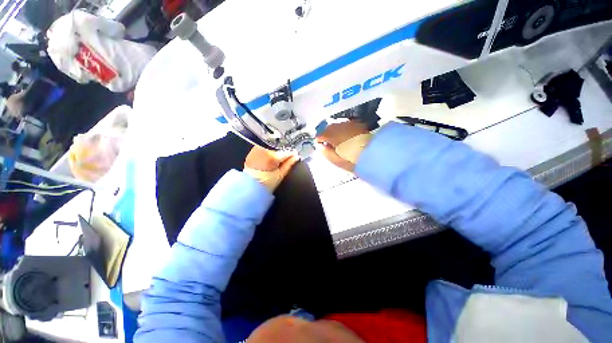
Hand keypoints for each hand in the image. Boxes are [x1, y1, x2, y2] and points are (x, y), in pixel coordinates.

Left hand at [244, 146, 298, 190]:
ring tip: (273, 166)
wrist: (249, 188)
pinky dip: (266, 156)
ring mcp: (256, 151)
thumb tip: (296, 157)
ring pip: (270, 150)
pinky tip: (265, 165)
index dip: (292, 154)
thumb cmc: (265, 184)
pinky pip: (262, 151)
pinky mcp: (251, 154)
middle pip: (277, 151)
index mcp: (272, 156)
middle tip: (282, 164)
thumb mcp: (280, 175)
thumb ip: (289, 164)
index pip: (285, 152)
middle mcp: (263, 151)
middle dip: (281, 156)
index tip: (295, 156)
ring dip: (273, 155)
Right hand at [316, 121, 371, 171]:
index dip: (319, 141)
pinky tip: (348, 138)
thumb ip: (326, 153)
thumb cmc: (353, 160)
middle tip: (329, 144)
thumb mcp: (337, 160)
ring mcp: (349, 124)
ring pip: (337, 126)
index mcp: (332, 135)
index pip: (320, 135)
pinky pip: (346, 126)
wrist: (374, 154)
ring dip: (335, 132)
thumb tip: (320, 147)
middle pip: (328, 128)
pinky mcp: (358, 125)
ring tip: (338, 141)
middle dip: (327, 135)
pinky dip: (344, 131)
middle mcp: (339, 126)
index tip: (321, 146)